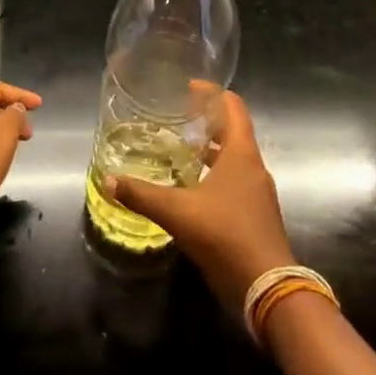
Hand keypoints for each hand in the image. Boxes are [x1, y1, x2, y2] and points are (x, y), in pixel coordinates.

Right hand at [107, 92, 294, 310]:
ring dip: (210, 150)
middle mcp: (253, 167)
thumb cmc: (225, 235)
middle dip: (206, 121)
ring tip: (178, 149)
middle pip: (233, 131)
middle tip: (176, 117)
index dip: (212, 93)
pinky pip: (234, 182)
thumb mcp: (177, 212)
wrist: (266, 287)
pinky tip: (189, 188)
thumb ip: (142, 194)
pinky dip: (213, 175)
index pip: (233, 107)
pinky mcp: (255, 215)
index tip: (188, 88)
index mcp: (242, 154)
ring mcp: (257, 193)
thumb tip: (109, 180)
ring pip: (233, 159)